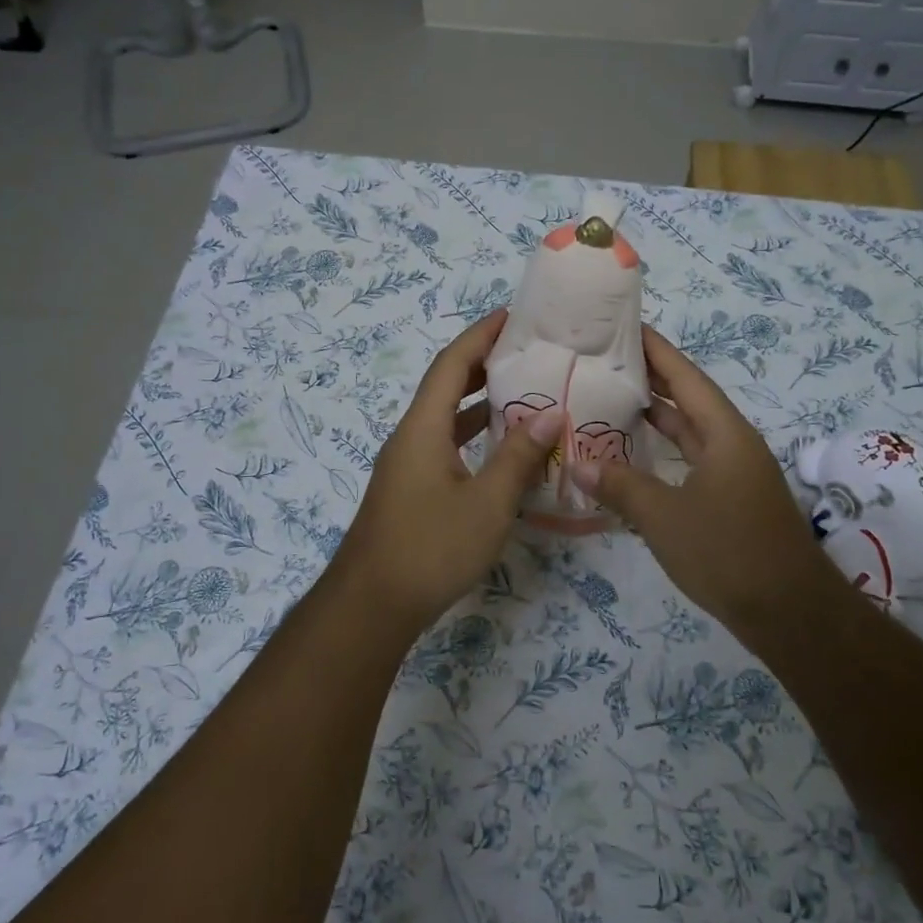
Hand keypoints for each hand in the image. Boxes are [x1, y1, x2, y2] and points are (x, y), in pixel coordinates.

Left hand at [331, 309, 563, 631]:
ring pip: (445, 417)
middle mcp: (410, 436)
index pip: (451, 364)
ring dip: (478, 400)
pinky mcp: (411, 488)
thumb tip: (551, 412)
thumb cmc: (430, 548)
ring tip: (521, 389)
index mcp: (423, 428)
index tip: (512, 316)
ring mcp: (407, 464)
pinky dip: (472, 434)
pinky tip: (501, 447)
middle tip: (526, 350)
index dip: (480, 335)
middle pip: (445, 385)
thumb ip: (519, 456)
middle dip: (482, 362)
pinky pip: (445, 444)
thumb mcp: (487, 503)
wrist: (371, 606)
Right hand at [568, 326, 822, 625]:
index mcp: (725, 433)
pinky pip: (691, 460)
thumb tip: (577, 462)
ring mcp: (734, 473)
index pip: (686, 377)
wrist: (790, 614)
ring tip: (613, 398)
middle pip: (689, 399)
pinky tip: (635, 456)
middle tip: (607, 360)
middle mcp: (733, 444)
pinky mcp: (731, 500)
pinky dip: (664, 451)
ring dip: (657, 416)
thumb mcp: (664, 517)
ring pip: (691, 431)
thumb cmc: (728, 552)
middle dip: (652, 378)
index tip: (626, 326)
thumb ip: (620, 486)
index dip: (657, 350)